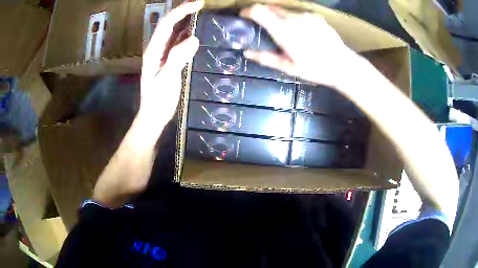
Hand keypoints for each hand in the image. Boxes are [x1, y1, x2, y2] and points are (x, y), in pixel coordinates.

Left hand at [140, 0, 203, 127]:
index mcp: (154, 50)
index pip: (167, 23)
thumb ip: (177, 59)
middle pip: (168, 23)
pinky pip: (177, 41)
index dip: (182, 11)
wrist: (153, 115)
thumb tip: (194, 39)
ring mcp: (162, 53)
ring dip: (185, 19)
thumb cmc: (157, 101)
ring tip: (200, 12)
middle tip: (201, 3)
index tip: (198, 4)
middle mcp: (157, 47)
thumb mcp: (166, 80)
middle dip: (183, 10)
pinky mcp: (168, 59)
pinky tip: (196, 30)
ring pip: (173, 31)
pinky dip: (186, 32)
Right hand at [240, 4, 358, 88]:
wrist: (343, 65)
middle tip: (265, 28)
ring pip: (285, 11)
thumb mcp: (288, 68)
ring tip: (287, 33)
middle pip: (270, 8)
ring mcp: (306, 15)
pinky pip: (299, 14)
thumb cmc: (315, 69)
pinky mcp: (316, 16)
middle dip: (263, 15)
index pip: (259, 10)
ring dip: (279, 18)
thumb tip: (247, 52)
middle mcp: (293, 17)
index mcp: (283, 30)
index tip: (244, 17)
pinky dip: (294, 20)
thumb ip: (266, 58)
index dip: (248, 11)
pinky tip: (303, 33)